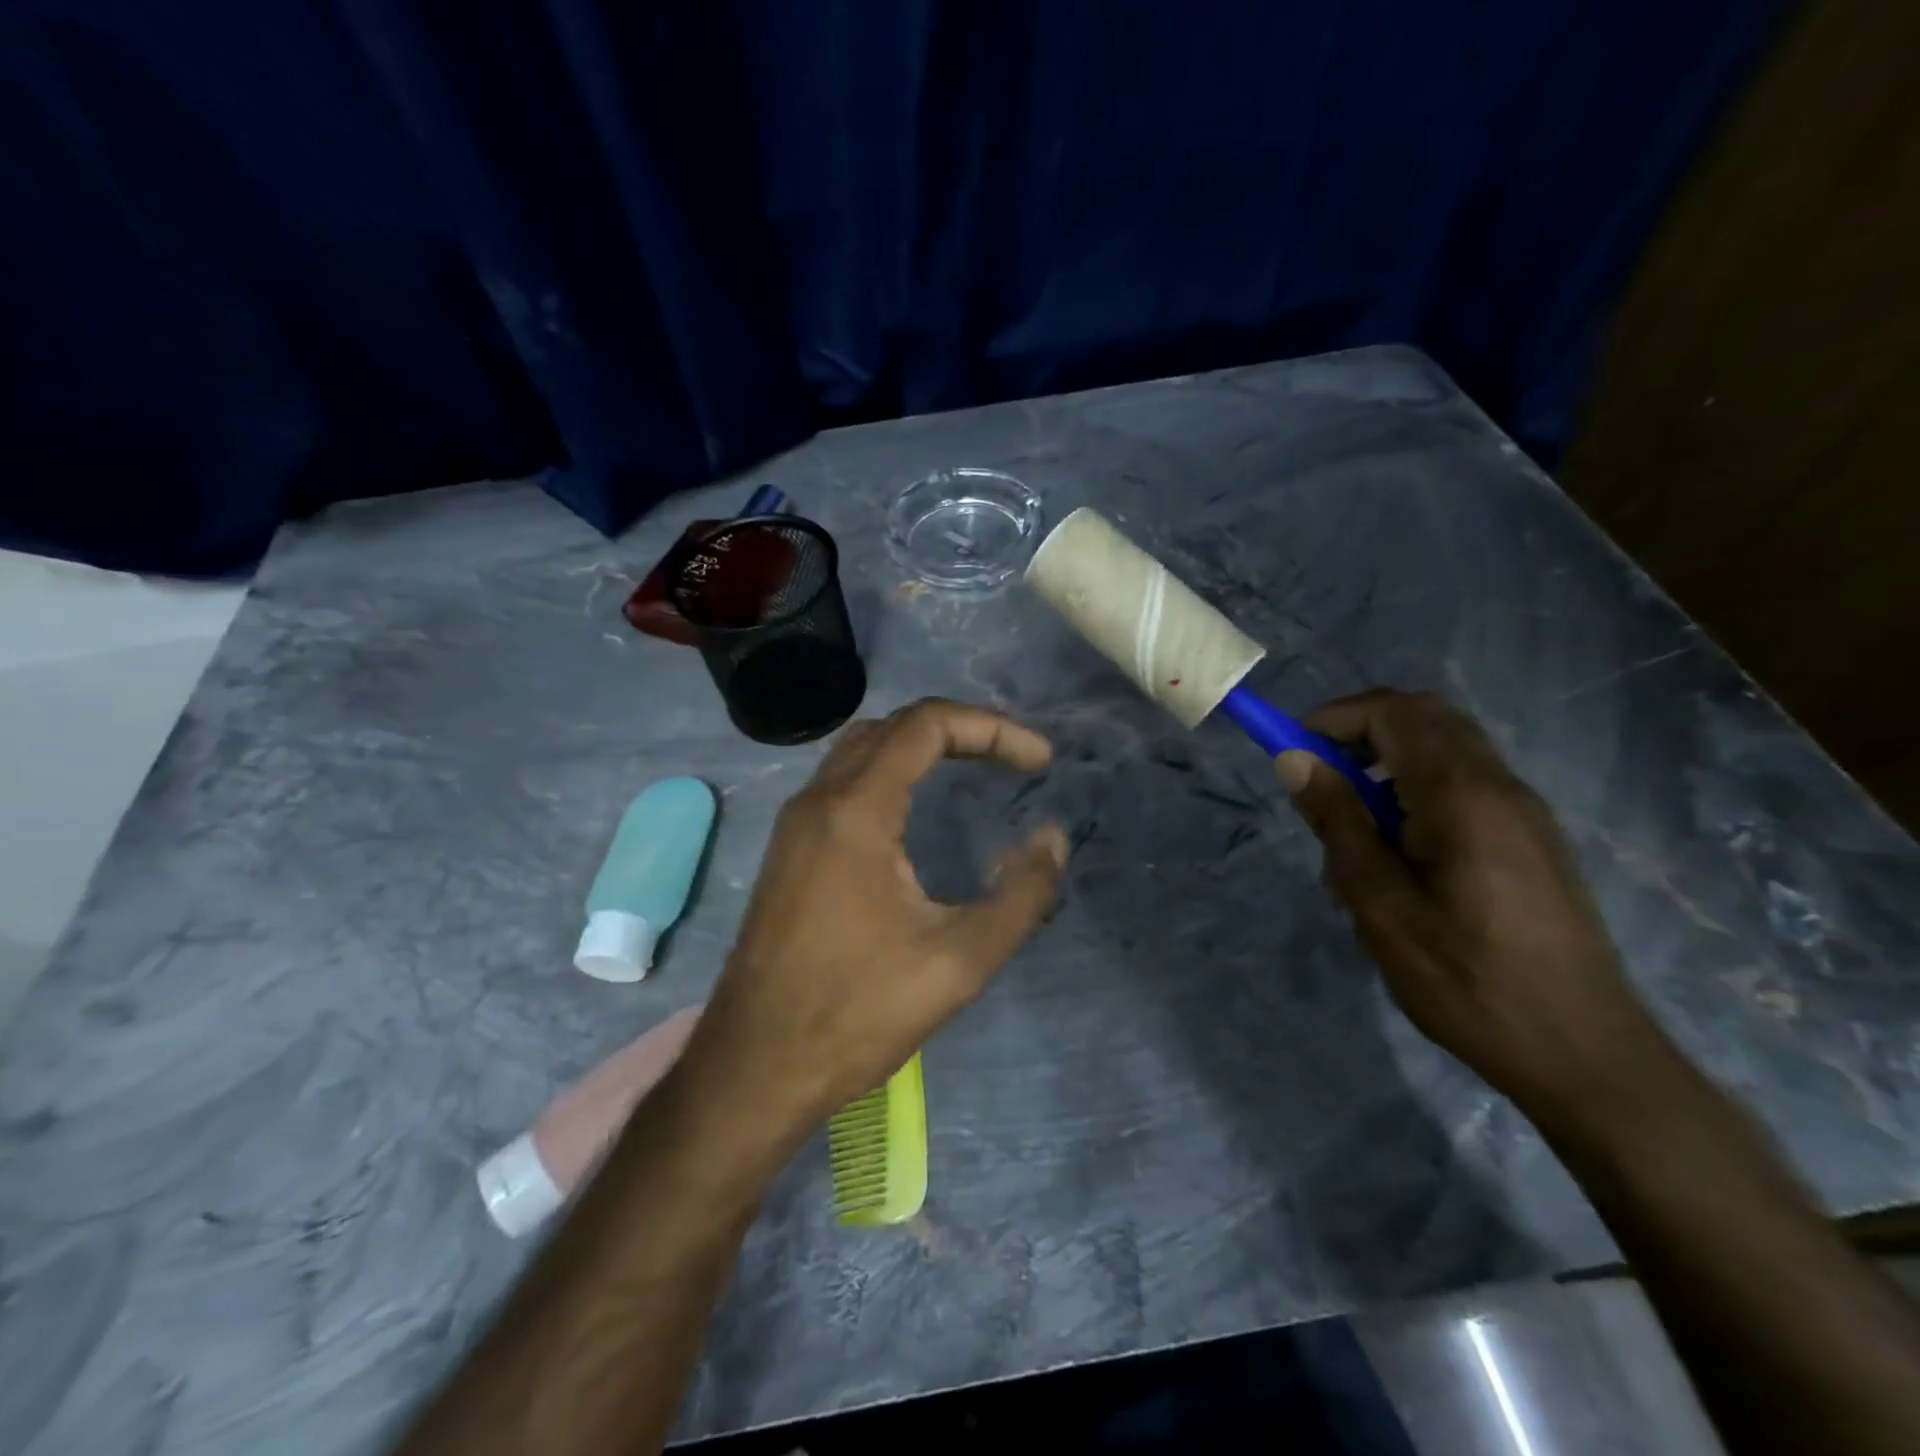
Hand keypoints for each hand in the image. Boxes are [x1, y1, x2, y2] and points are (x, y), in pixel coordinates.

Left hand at [682, 699, 1068, 1164]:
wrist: (754, 1067)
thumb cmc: (857, 1013)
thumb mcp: (959, 961)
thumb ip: (1021, 896)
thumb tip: (1052, 839)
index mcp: (856, 810)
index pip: (927, 724)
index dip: (992, 729)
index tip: (1039, 761)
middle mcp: (818, 800)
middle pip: (894, 727)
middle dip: (961, 730)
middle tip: (1012, 761)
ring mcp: (795, 824)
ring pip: (862, 749)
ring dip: (921, 746)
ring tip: (973, 770)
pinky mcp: (788, 850)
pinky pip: (842, 782)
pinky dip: (890, 773)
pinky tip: (916, 812)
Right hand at [1276, 689, 1670, 1112]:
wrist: (1582, 1054)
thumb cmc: (1465, 979)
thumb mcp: (1379, 903)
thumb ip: (1337, 821)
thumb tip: (1294, 760)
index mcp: (1462, 795)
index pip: (1392, 712)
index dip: (1333, 718)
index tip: (1291, 753)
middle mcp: (1500, 786)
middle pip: (1423, 718)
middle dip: (1360, 731)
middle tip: (1318, 778)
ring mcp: (1523, 811)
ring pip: (1443, 750)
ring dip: (1386, 763)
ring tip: (1352, 829)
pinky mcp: (1531, 839)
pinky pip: (1464, 785)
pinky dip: (1416, 790)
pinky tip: (1397, 856)